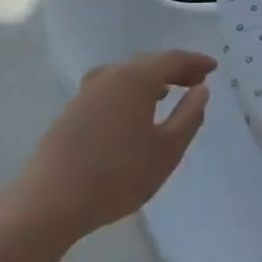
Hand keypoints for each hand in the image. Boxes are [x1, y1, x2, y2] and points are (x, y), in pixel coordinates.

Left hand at [7, 50, 214, 242]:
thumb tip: (201, 90)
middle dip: (174, 70)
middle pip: (148, 64)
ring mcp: (86, 92)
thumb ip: (189, 117)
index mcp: (136, 78)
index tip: (213, 68)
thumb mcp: (166, 151)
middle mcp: (110, 75)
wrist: (48, 202)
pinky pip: (110, 90)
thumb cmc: (117, 175)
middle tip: (195, 82)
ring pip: (126, 76)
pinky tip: (132, 115)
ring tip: (166, 95)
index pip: (172, 60)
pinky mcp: (71, 111)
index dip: (195, 62)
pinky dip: (129, 94)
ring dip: (150, 82)